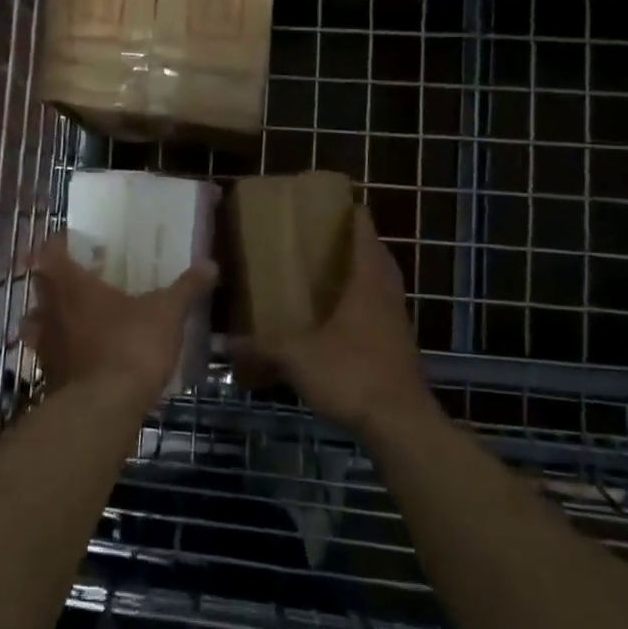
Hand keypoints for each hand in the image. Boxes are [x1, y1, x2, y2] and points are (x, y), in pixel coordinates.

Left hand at [24, 234, 216, 402]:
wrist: (105, 408)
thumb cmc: (132, 345)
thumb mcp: (167, 313)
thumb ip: (186, 287)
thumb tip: (210, 264)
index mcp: (72, 285)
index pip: (49, 252)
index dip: (57, 244)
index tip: (72, 243)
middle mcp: (50, 310)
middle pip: (40, 286)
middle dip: (55, 280)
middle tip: (81, 278)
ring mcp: (45, 345)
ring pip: (37, 322)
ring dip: (50, 317)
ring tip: (75, 318)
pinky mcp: (49, 376)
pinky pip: (49, 355)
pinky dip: (61, 352)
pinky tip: (83, 357)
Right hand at [236, 207, 435, 434]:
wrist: (400, 424)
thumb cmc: (351, 374)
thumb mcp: (297, 358)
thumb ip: (262, 348)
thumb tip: (227, 344)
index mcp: (367, 284)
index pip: (366, 235)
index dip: (355, 216)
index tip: (340, 203)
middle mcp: (387, 296)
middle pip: (379, 258)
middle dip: (359, 244)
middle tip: (329, 239)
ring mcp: (398, 324)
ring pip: (384, 286)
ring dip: (365, 275)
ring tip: (332, 275)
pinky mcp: (399, 349)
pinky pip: (382, 313)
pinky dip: (365, 306)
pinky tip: (341, 321)